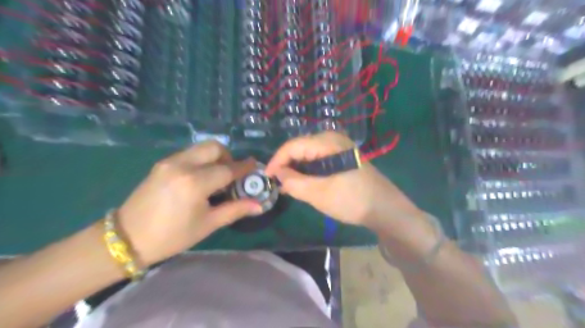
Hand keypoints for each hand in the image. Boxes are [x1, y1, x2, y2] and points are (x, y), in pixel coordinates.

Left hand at [117, 142, 262, 266]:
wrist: (127, 238)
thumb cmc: (172, 236)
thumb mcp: (208, 224)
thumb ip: (236, 210)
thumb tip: (259, 205)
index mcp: (195, 183)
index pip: (228, 169)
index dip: (244, 168)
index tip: (255, 166)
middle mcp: (183, 165)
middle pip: (214, 147)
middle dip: (229, 157)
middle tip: (232, 174)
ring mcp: (170, 162)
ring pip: (201, 148)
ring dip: (215, 157)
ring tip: (216, 176)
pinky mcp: (162, 163)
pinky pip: (189, 154)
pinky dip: (201, 160)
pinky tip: (200, 178)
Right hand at [266, 132, 420, 228]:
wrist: (385, 209)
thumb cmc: (352, 200)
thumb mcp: (318, 193)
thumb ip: (294, 182)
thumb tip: (277, 174)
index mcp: (327, 142)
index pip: (293, 145)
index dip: (277, 160)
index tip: (266, 177)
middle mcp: (333, 139)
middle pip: (301, 148)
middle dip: (287, 165)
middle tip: (277, 184)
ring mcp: (339, 148)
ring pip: (309, 155)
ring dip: (297, 170)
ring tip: (287, 186)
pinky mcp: (343, 158)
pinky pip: (319, 161)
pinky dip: (308, 172)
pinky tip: (303, 184)